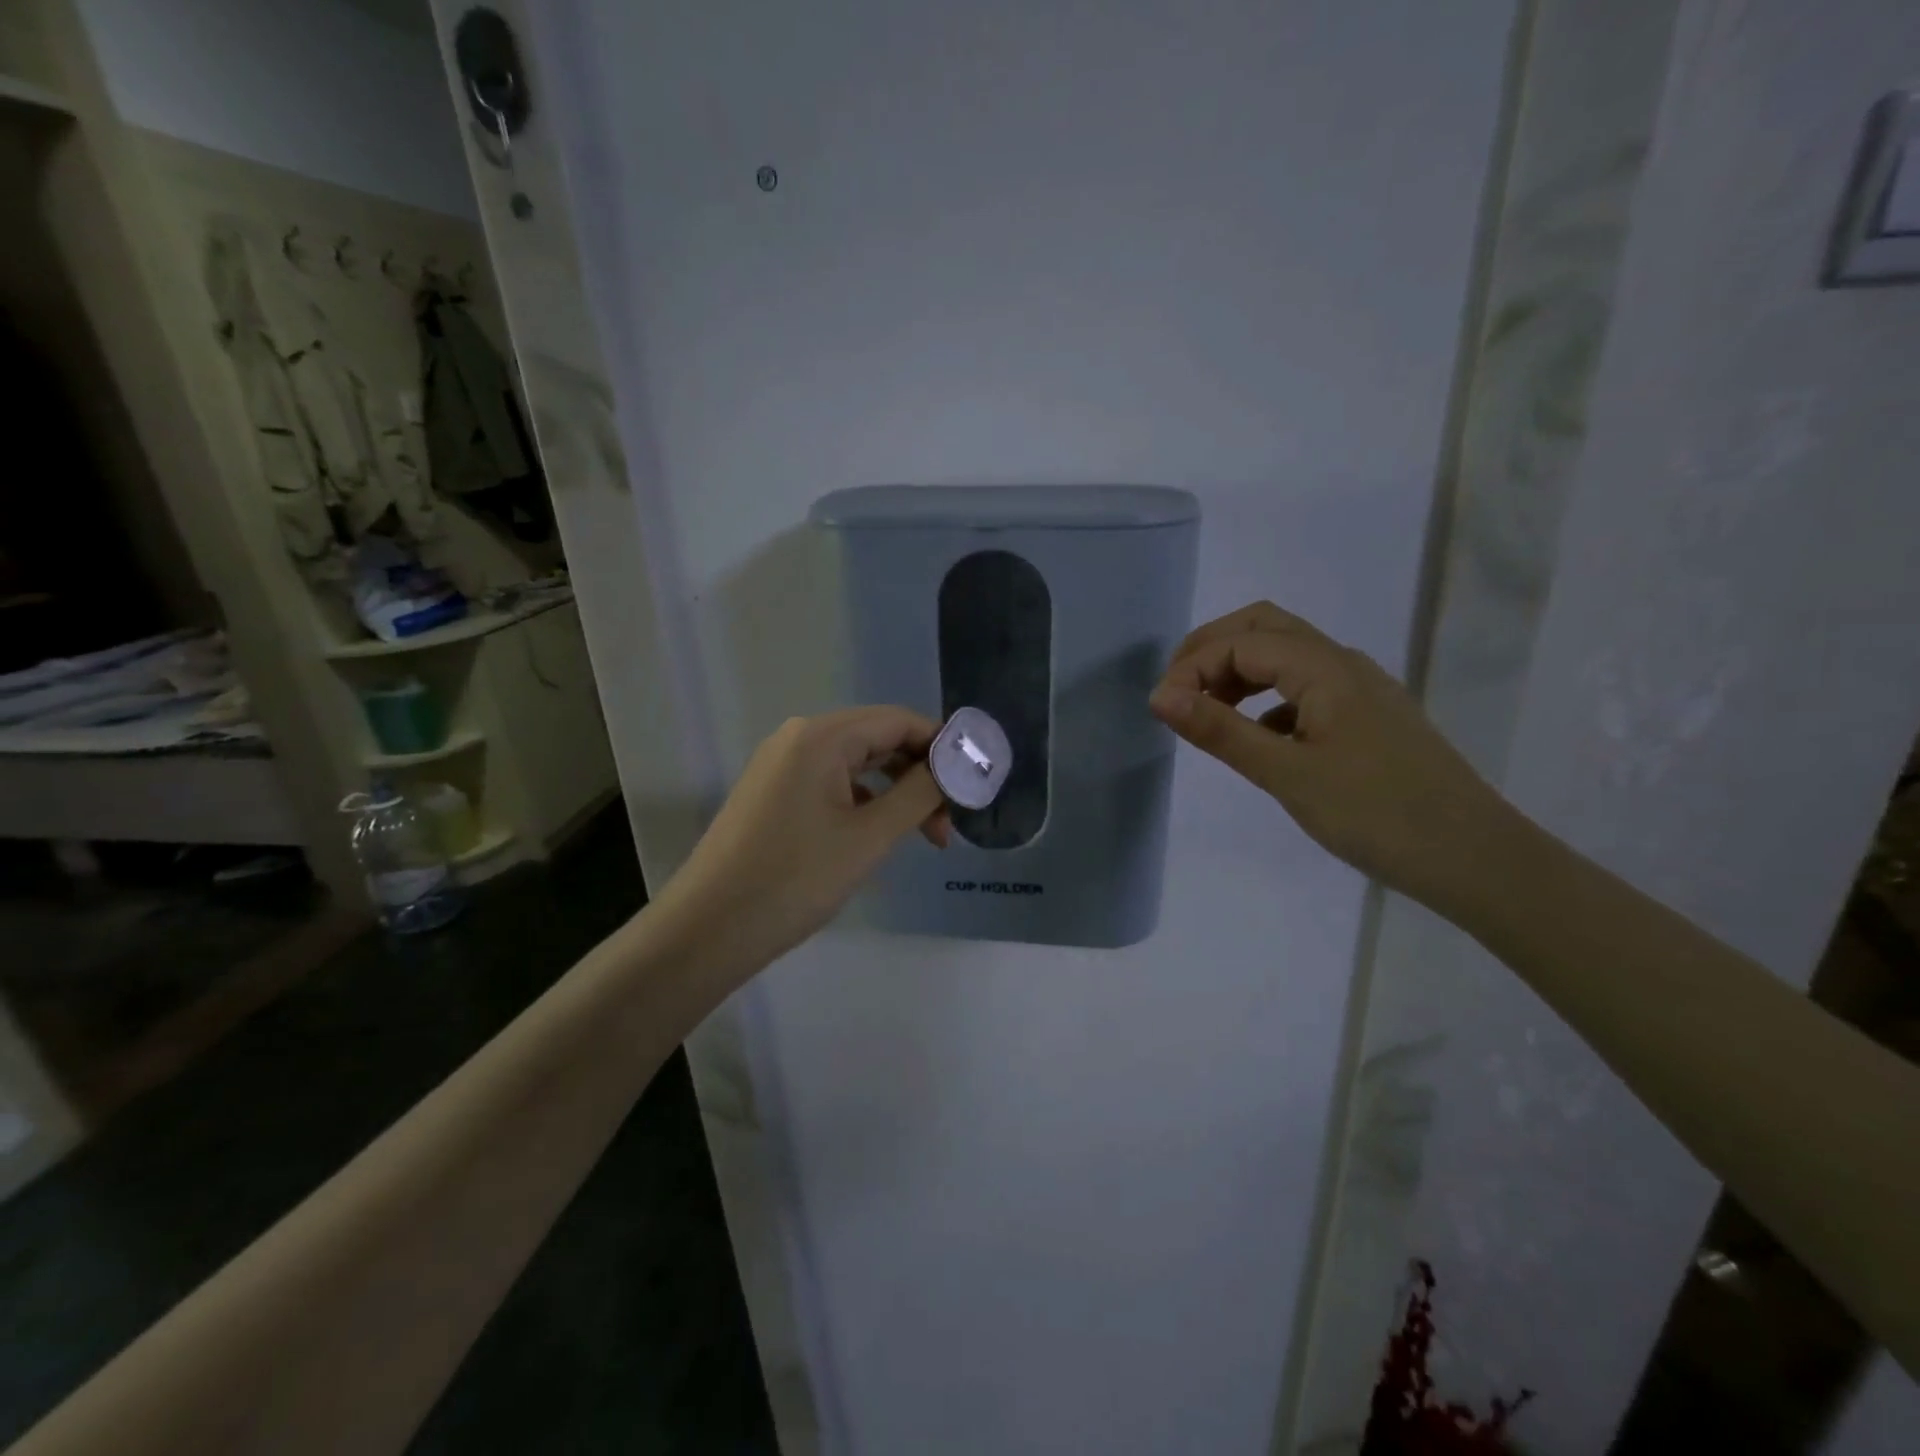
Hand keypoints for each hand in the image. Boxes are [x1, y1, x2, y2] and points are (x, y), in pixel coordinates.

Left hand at [652, 707, 949, 973]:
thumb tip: (955, 767)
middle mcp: (799, 739)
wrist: (707, 930)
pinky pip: (832, 786)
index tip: (974, 782)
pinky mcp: (772, 795)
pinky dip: (864, 805)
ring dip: (895, 795)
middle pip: (878, 741)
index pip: (899, 721)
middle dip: (920, 776)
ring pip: (857, 767)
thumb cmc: (795, 879)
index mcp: (822, 737)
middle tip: (951, 822)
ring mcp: (781, 767)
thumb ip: (919, 793)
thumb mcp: (869, 836)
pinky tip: (878, 839)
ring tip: (924, 838)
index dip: (942, 746)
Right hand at [1148, 602, 1522, 910]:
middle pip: (1265, 628)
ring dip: (1239, 671)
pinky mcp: (1367, 717)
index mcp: (1325, 668)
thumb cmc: (1377, 814)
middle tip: (1176, 689)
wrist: (1474, 858)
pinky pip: (1305, 688)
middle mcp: (1344, 664)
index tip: (1161, 709)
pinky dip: (1267, 699)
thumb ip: (1221, 730)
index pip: (1241, 642)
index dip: (1192, 666)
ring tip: (1207, 712)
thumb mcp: (1287, 774)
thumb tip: (1160, 696)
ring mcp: (1360, 690)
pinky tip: (1257, 737)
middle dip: (1212, 649)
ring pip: (1286, 656)